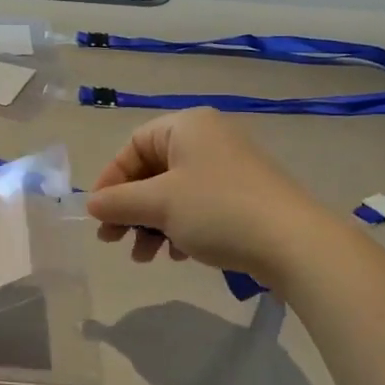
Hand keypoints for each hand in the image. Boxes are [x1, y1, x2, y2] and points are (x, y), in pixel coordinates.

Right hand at [83, 108, 335, 286]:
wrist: (293, 242)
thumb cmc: (217, 210)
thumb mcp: (160, 204)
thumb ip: (119, 202)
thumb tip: (91, 204)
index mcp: (187, 126)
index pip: (133, 145)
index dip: (111, 180)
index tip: (99, 215)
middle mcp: (209, 138)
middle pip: (153, 171)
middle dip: (130, 209)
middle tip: (113, 242)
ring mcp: (230, 167)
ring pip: (175, 193)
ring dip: (152, 225)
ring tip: (144, 258)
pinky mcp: (245, 195)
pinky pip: (199, 206)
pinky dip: (181, 228)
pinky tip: (178, 255)